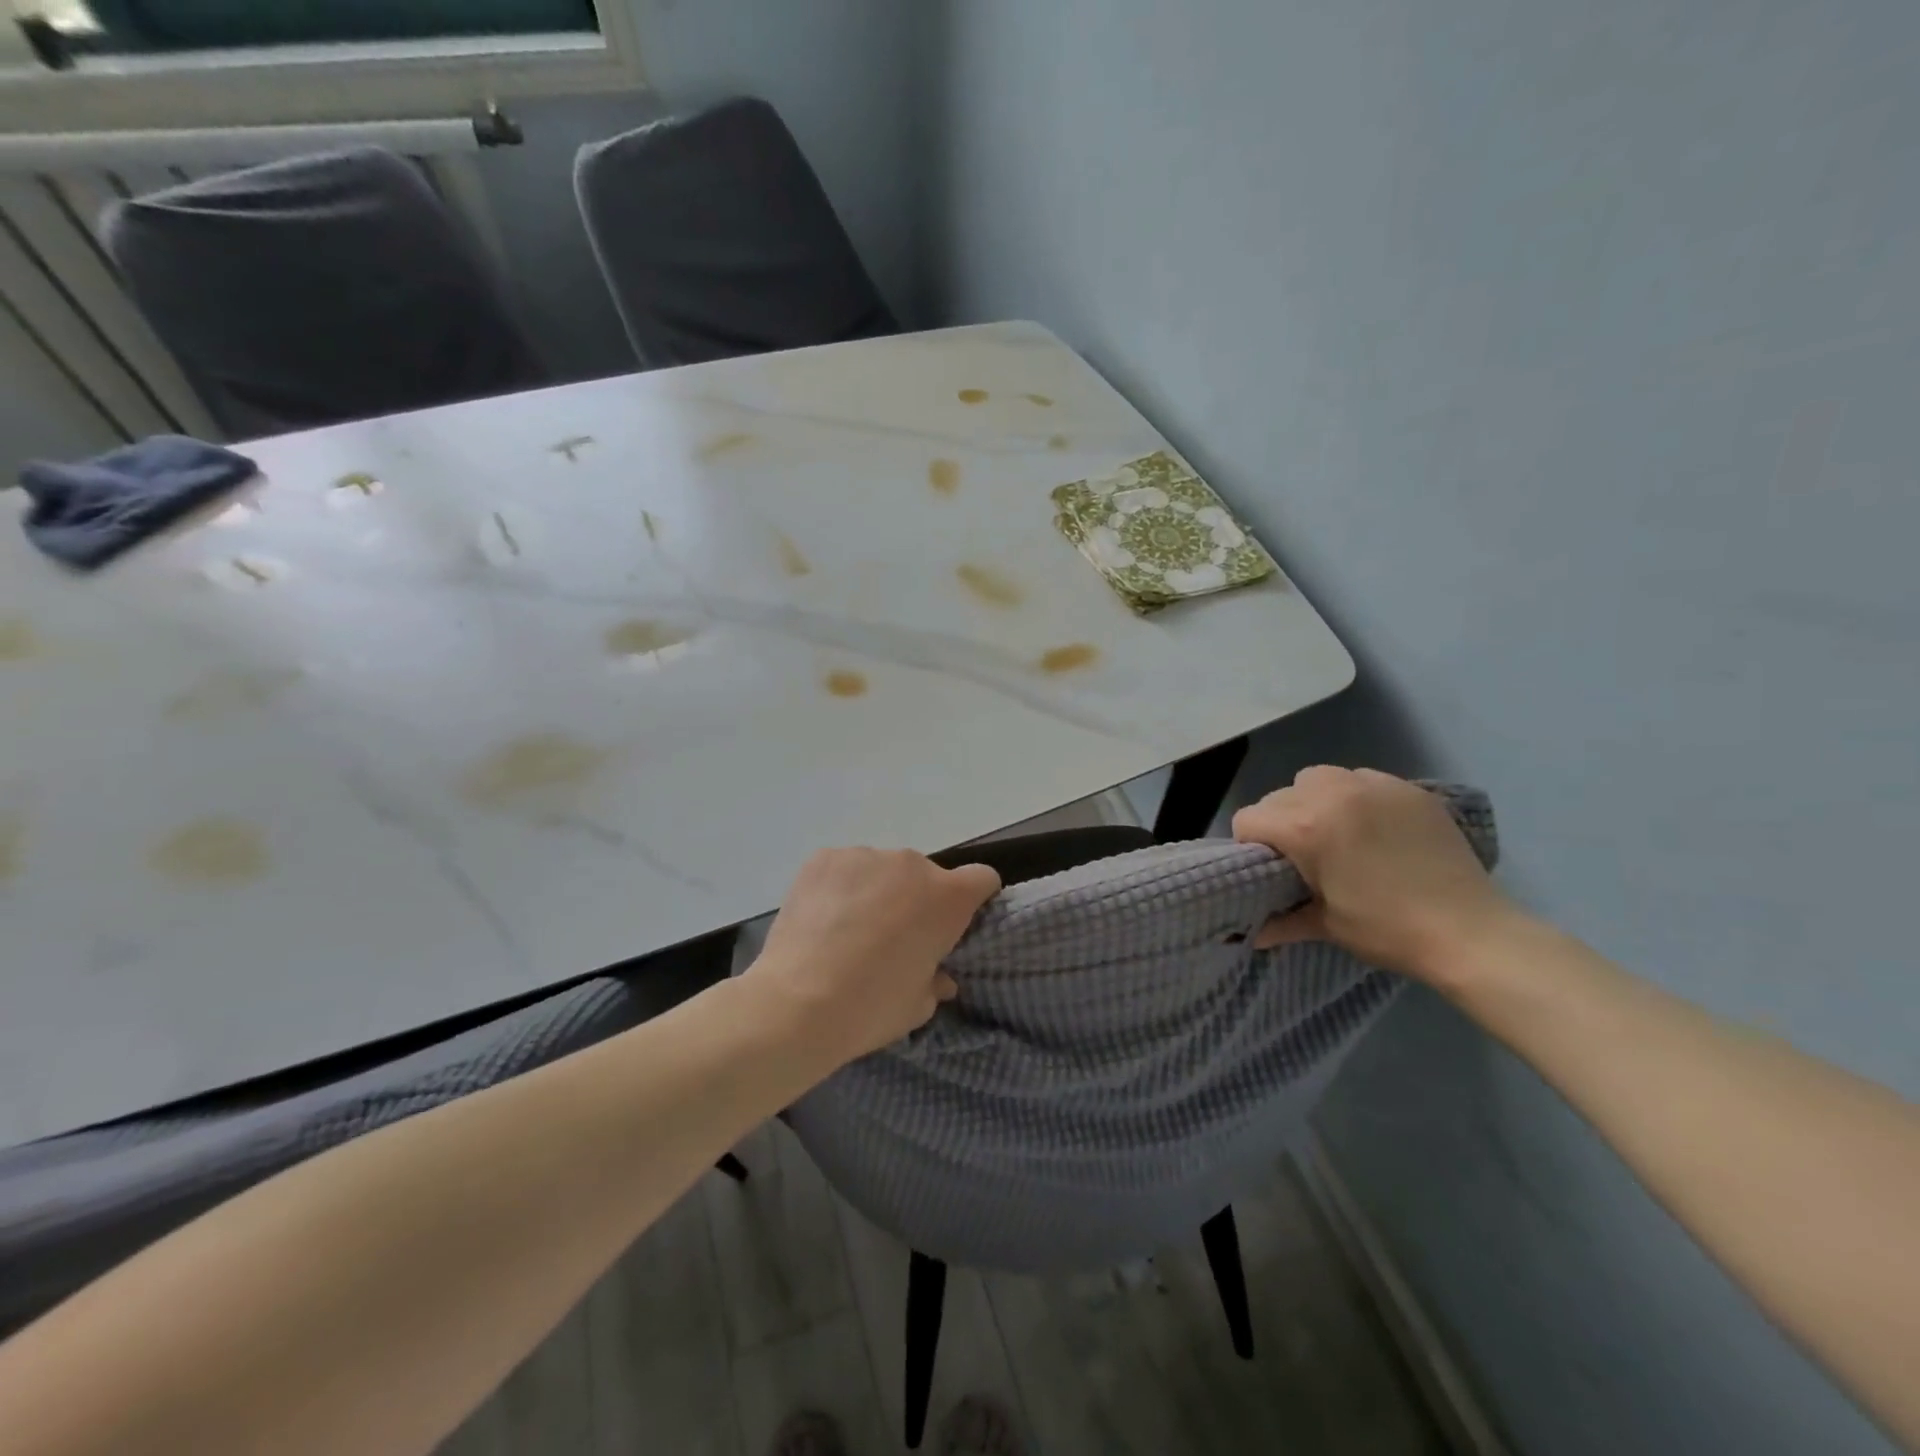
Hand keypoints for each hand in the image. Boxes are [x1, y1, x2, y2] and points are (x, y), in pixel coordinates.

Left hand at [744, 848, 1001, 1064]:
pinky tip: (822, 919)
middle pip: (925, 876)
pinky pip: (844, 868)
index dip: (974, 900)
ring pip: (882, 871)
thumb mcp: (919, 1006)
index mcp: (947, 898)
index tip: (955, 924)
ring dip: (877, 891)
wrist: (797, 1004)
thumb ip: (936, 980)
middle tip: (892, 938)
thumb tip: (938, 975)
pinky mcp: (825, 858)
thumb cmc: (871, 1007)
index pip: (982, 879)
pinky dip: (840, 887)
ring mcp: (865, 856)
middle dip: (916, 900)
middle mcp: (911, 865)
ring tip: (848, 930)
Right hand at [1231, 766, 1516, 981]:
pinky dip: (1356, 796)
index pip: (1249, 818)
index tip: (1270, 867)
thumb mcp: (1326, 926)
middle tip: (1304, 855)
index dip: (1251, 844)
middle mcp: (1332, 794)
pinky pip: (1362, 779)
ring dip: (1315, 800)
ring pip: (1319, 778)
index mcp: (1304, 827)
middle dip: (1281, 821)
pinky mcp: (1408, 789)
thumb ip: (1282, 921)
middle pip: (1280, 795)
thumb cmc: (1387, 930)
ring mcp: (1374, 786)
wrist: (1470, 933)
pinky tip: (1374, 827)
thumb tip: (1253, 934)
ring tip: (1337, 832)